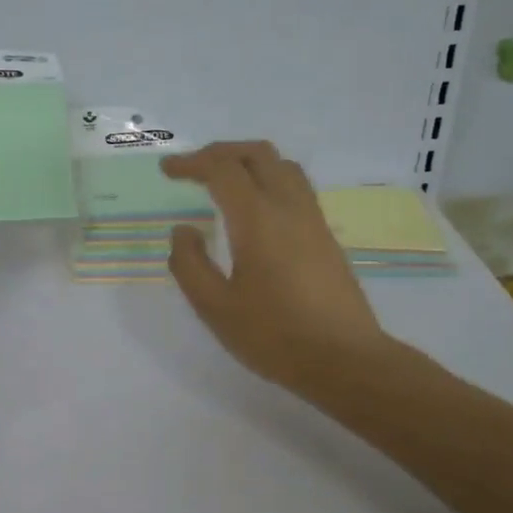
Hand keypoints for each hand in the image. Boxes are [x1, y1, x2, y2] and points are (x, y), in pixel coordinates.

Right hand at [163, 142, 385, 388]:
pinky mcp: (326, 237)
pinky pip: (296, 188)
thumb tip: (183, 231)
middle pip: (258, 154)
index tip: (168, 171)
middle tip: (194, 168)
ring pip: (283, 166)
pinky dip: (269, 180)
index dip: (192, 163)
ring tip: (225, 181)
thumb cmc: (274, 336)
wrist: (345, 360)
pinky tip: (256, 211)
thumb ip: (190, 265)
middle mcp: (289, 208)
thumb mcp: (215, 308)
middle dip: (221, 152)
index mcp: (258, 219)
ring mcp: (313, 220)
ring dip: (250, 162)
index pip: (222, 170)